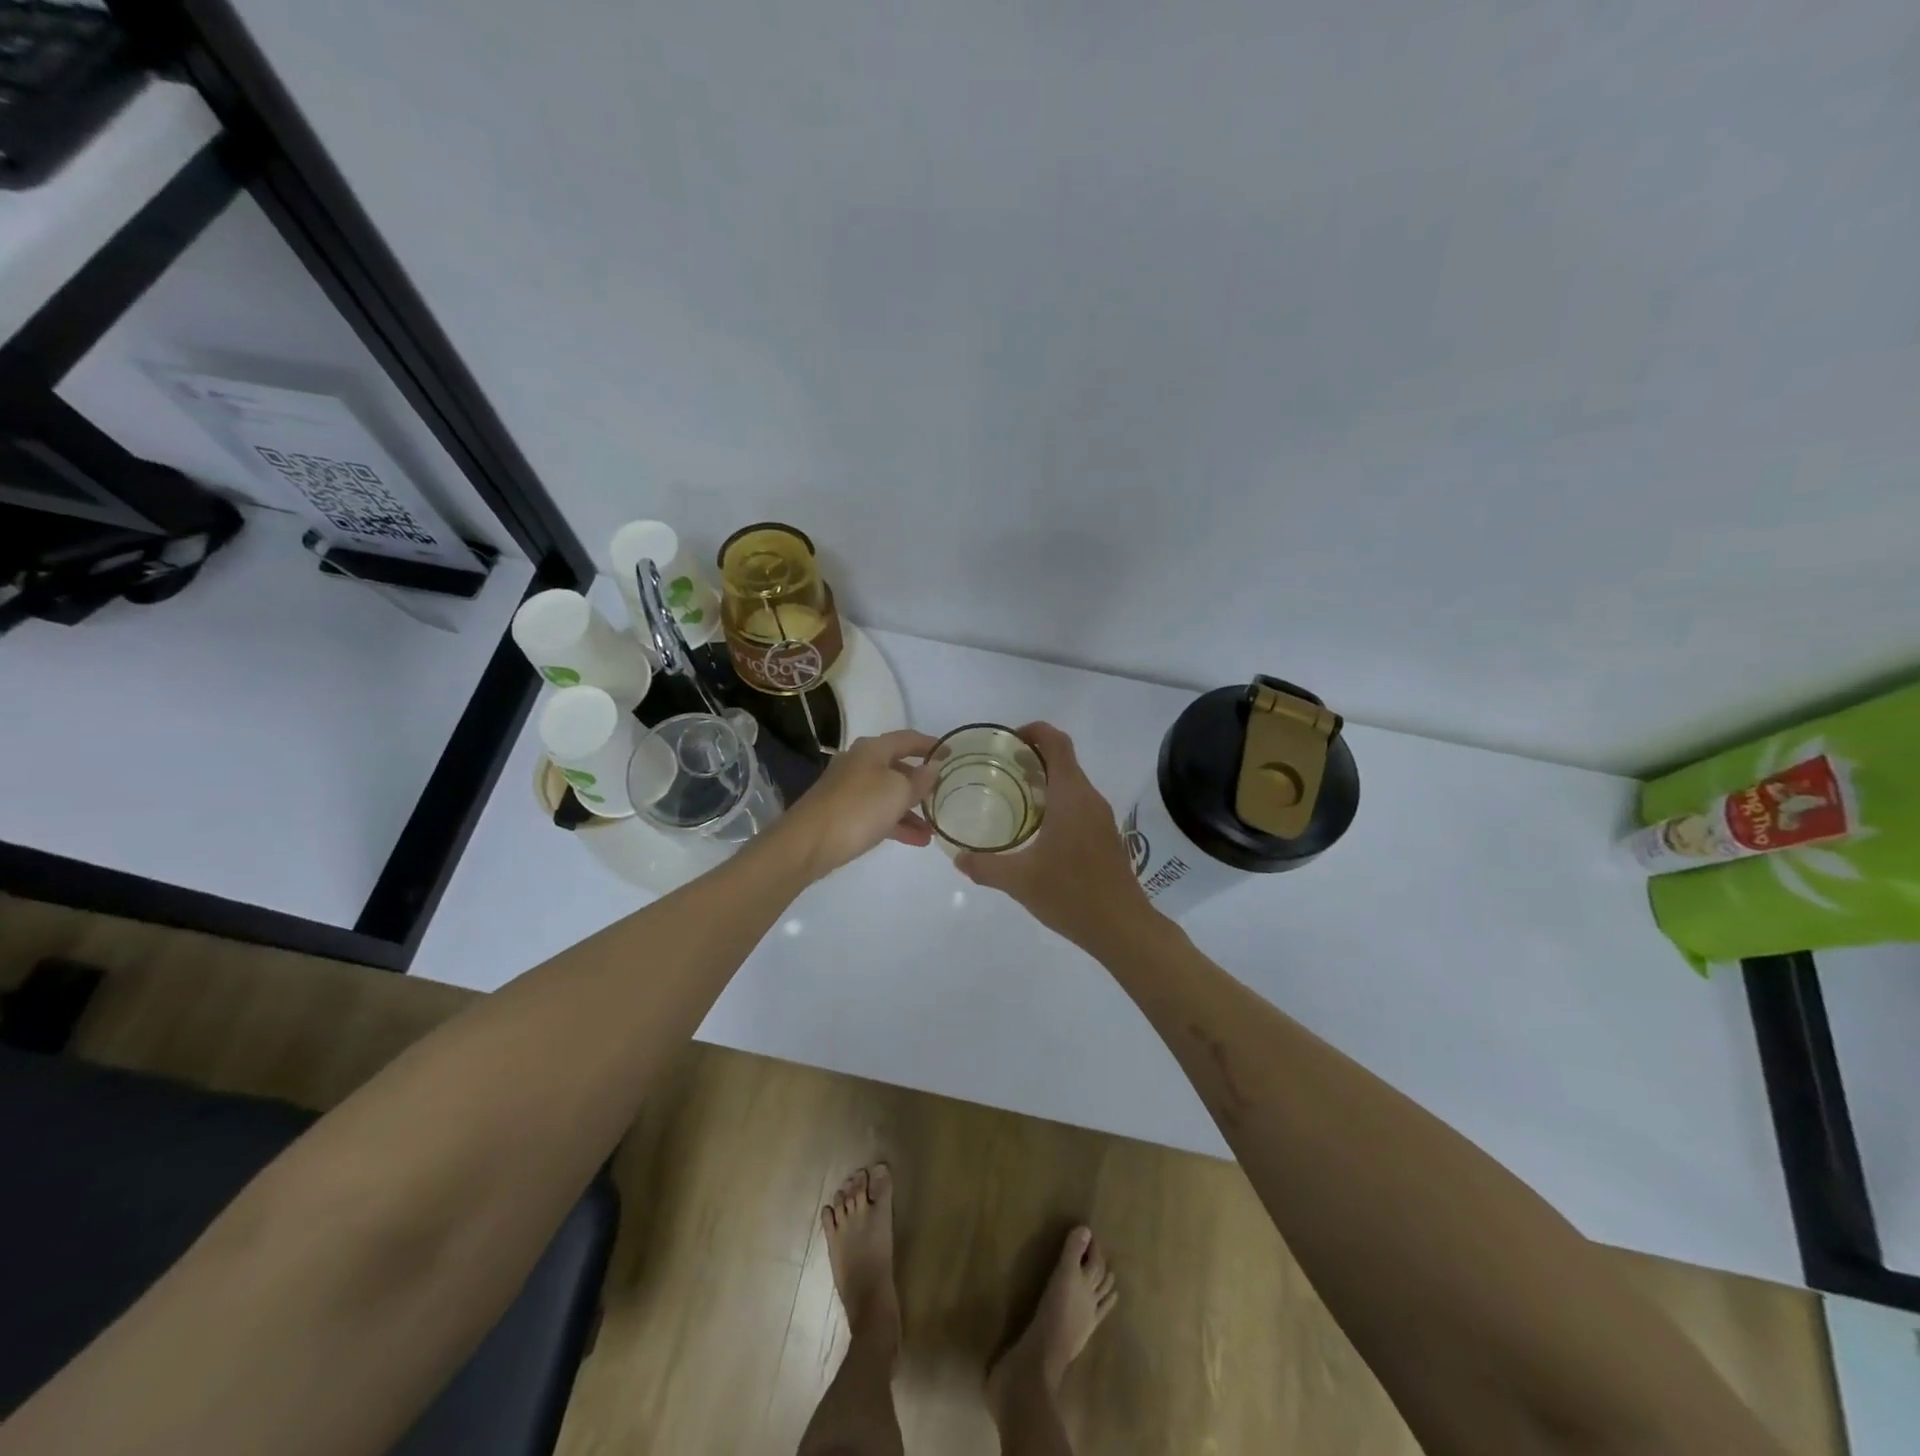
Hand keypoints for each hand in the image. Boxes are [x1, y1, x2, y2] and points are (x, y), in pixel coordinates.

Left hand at [773, 729, 940, 880]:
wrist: (808, 843)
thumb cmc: (858, 808)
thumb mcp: (898, 792)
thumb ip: (919, 780)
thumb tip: (932, 768)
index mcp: (872, 749)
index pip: (907, 739)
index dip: (930, 745)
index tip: (950, 754)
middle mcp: (859, 763)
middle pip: (897, 767)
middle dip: (921, 783)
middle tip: (942, 795)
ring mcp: (848, 789)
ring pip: (888, 794)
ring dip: (911, 810)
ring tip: (933, 829)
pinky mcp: (842, 813)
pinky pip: (877, 813)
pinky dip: (896, 823)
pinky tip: (915, 840)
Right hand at [955, 723, 1160, 951]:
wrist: (1123, 927)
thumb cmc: (1071, 895)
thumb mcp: (1019, 881)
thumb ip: (985, 866)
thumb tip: (958, 858)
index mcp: (1071, 796)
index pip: (1057, 743)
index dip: (1034, 731)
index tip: (1008, 740)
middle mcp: (1089, 798)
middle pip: (1064, 760)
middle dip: (1033, 756)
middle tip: (1000, 769)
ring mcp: (1101, 817)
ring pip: (1072, 783)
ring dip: (1045, 780)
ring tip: (1013, 796)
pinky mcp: (1106, 835)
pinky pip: (1079, 803)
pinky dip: (1057, 801)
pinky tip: (1036, 828)